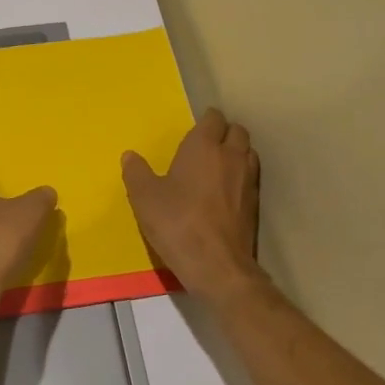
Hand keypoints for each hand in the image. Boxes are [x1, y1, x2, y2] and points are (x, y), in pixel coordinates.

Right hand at [123, 108, 265, 305]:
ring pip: (248, 152)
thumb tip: (129, 156)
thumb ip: (136, 173)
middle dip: (224, 132)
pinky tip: (227, 191)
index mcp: (203, 147)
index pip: (213, 118)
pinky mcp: (255, 203)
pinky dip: (241, 176)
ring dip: (236, 152)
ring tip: (219, 165)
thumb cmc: (177, 223)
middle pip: (237, 131)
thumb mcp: (144, 198)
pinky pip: (251, 176)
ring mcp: (247, 179)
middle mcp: (230, 156)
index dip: (206, 120)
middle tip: (206, 145)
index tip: (194, 128)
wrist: (217, 265)